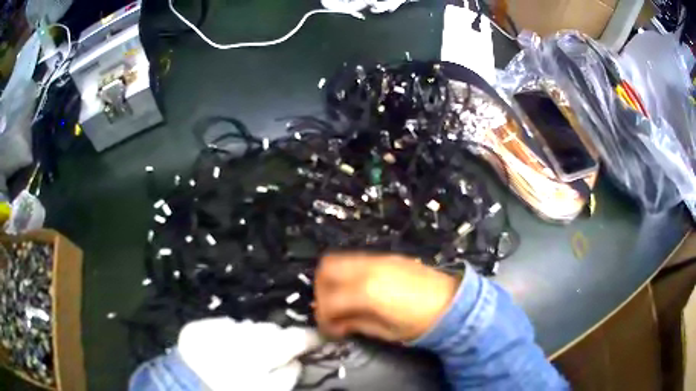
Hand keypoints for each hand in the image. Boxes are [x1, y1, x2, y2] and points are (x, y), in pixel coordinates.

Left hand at [177, 318, 322, 390]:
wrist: (182, 387)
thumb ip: (286, 376)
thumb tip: (295, 360)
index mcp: (260, 350)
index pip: (294, 336)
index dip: (311, 337)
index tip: (321, 338)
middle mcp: (240, 332)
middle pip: (270, 330)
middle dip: (278, 340)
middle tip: (280, 355)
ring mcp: (216, 327)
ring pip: (247, 328)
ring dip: (253, 339)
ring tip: (248, 356)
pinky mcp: (198, 327)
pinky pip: (223, 327)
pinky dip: (230, 336)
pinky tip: (225, 351)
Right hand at [313, 253, 459, 341]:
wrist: (452, 302)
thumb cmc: (420, 323)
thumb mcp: (385, 332)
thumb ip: (355, 324)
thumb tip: (336, 322)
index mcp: (366, 292)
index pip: (329, 301)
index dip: (324, 319)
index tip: (330, 329)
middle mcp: (367, 269)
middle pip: (326, 269)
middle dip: (321, 291)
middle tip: (331, 310)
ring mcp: (377, 259)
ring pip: (338, 259)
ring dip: (332, 279)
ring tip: (342, 299)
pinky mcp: (386, 256)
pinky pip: (355, 259)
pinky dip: (347, 272)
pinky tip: (358, 289)